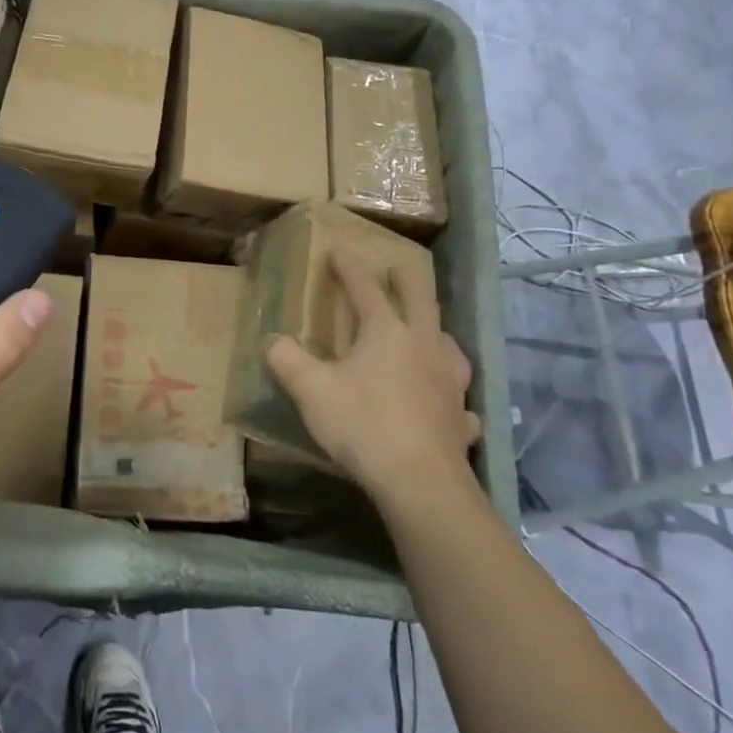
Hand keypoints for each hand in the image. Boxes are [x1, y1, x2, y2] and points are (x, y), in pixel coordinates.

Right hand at [264, 247, 475, 511]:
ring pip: (447, 342)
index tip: (339, 249)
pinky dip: (452, 393)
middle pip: (419, 299)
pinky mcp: (462, 416)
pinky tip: (449, 403)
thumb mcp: (311, 391)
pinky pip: (460, 397)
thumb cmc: (363, 425)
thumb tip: (271, 340)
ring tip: (427, 333)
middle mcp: (424, 345)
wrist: (421, 482)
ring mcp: (450, 381)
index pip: (365, 287)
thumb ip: (287, 360)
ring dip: (435, 330)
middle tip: (395, 270)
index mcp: (386, 331)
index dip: (350, 266)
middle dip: (405, 280)